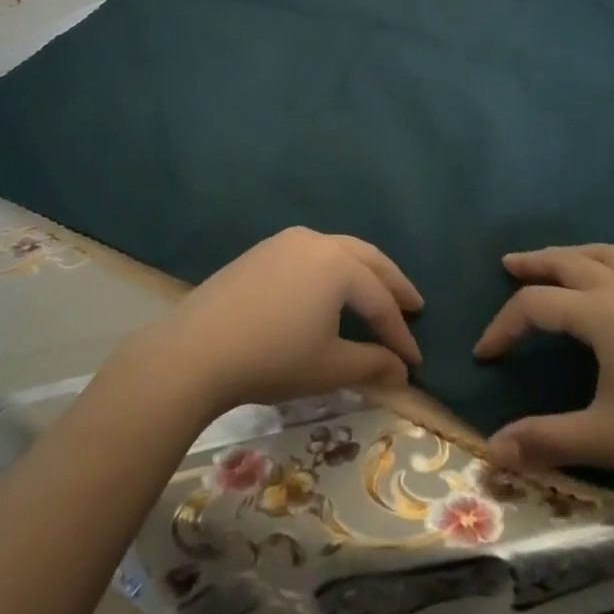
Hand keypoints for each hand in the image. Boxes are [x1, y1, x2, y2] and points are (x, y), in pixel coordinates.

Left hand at [121, 228, 422, 417]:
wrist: (198, 349)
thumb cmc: (273, 358)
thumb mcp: (329, 368)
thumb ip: (372, 365)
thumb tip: (402, 371)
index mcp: (338, 265)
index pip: (380, 301)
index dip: (400, 333)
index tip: (416, 361)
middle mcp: (316, 242)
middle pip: (366, 259)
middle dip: (392, 283)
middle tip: (414, 304)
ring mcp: (284, 242)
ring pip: (338, 250)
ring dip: (363, 271)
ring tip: (377, 294)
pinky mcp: (261, 251)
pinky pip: (310, 254)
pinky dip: (332, 269)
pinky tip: (330, 288)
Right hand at [473, 244, 613, 487]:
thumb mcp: (607, 438)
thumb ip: (548, 440)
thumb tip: (493, 449)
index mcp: (598, 313)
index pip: (534, 306)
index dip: (503, 327)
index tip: (484, 355)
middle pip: (566, 262)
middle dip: (533, 263)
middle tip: (507, 264)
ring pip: (603, 254)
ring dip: (571, 254)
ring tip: (554, 262)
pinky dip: (610, 263)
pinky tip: (613, 281)